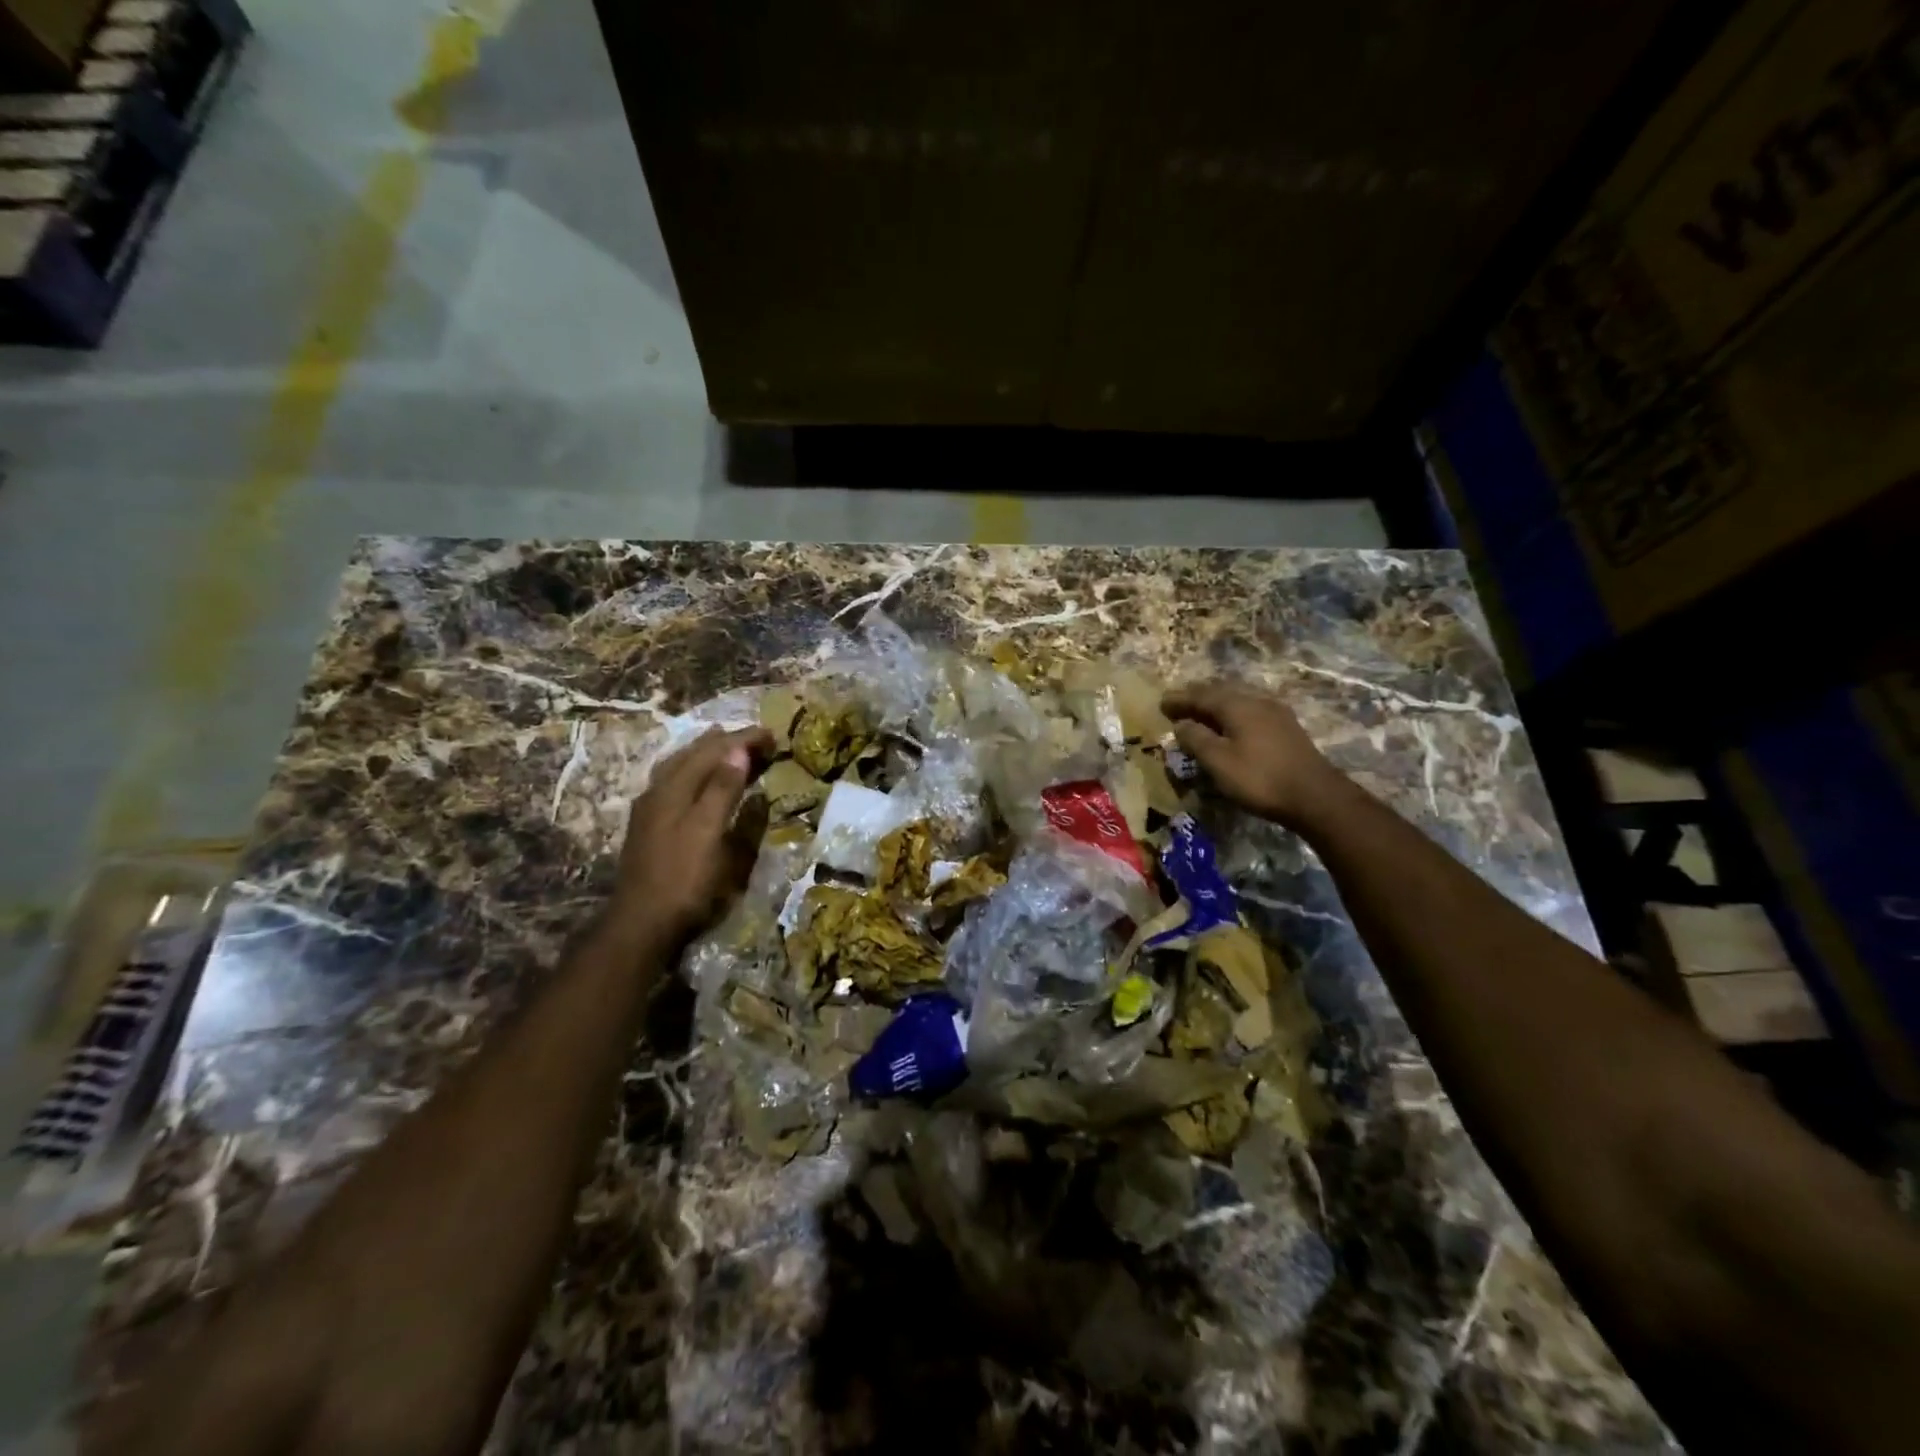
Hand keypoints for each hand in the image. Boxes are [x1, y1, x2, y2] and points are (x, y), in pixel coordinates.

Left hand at [608, 727, 772, 944]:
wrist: (642, 923)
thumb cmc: (684, 879)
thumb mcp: (709, 833)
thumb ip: (722, 790)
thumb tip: (737, 750)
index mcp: (674, 789)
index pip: (713, 751)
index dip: (743, 740)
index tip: (772, 734)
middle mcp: (659, 791)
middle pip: (693, 754)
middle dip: (726, 741)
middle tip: (757, 737)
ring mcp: (651, 809)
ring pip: (680, 766)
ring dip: (707, 753)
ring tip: (726, 745)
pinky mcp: (650, 826)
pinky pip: (675, 782)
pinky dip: (694, 771)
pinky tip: (697, 780)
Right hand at [1161, 681, 1346, 830]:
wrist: (1315, 796)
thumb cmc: (1260, 778)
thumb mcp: (1218, 761)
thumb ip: (1196, 739)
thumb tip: (1181, 724)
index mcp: (1236, 705)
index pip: (1200, 695)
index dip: (1179, 699)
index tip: (1161, 703)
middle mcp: (1255, 701)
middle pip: (1221, 692)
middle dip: (1197, 697)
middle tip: (1179, 704)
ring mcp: (1275, 712)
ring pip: (1238, 699)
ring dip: (1216, 704)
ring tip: (1201, 713)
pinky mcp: (1286, 727)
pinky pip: (1250, 710)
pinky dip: (1232, 713)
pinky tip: (1231, 724)